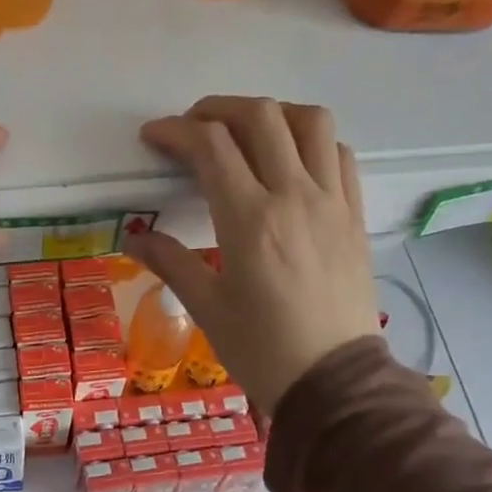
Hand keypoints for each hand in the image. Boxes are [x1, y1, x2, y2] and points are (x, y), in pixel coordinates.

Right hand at [124, 96, 380, 411]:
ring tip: (247, 132)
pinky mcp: (355, 214)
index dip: (176, 131)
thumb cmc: (262, 349)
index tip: (154, 137)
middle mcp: (294, 196)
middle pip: (260, 117)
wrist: (334, 381)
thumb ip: (170, 262)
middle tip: (193, 127)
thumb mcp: (207, 308)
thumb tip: (136, 237)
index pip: (211, 146)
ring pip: (310, 121)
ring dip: (272, 113)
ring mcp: (332, 201)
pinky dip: (312, 141)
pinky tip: (292, 160)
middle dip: (218, 110)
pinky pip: (340, 153)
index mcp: (249, 219)